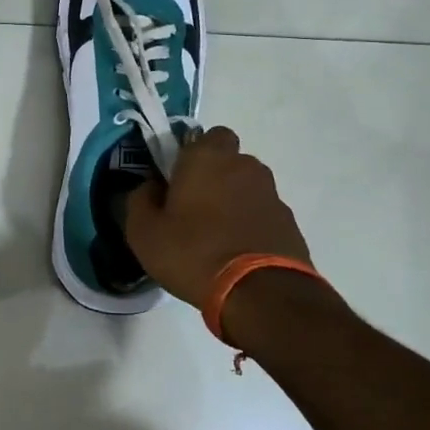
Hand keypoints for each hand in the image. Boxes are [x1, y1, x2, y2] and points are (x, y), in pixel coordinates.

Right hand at [126, 126, 311, 309]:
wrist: (260, 294)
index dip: (191, 154)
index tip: (177, 179)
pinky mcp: (289, 222)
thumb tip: (150, 187)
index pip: (205, 135)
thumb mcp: (143, 232)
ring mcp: (271, 193)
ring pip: (247, 186)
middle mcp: (244, 165)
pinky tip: (237, 252)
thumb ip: (139, 200)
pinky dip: (251, 224)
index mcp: (207, 157)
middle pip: (229, 160)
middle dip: (214, 176)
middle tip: (194, 207)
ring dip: (234, 201)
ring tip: (217, 235)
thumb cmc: (193, 253)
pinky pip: (262, 213)